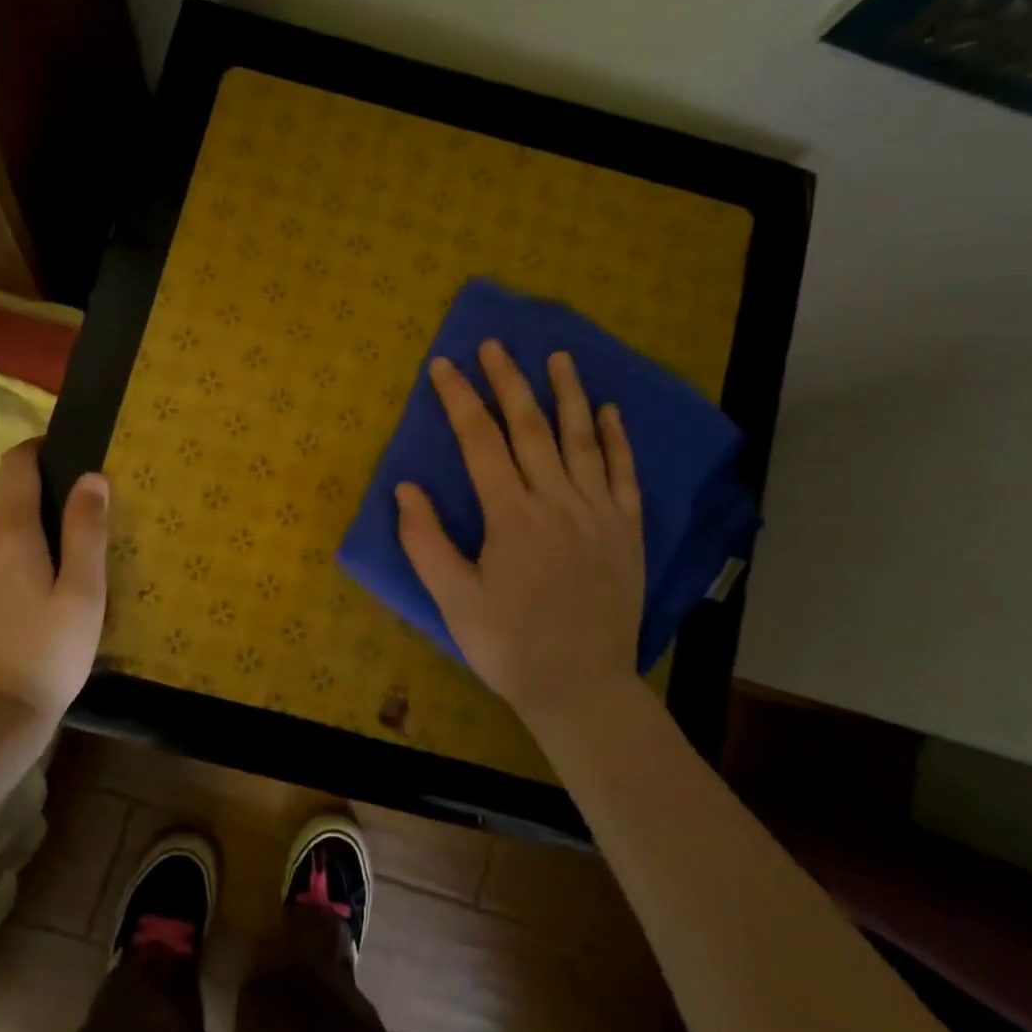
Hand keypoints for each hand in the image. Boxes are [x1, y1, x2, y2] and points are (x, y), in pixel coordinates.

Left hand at [0, 439, 108, 723]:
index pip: (15, 466)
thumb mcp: (84, 594)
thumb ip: (87, 530)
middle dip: (29, 521)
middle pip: (1, 510)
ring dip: (4, 553)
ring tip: (28, 599)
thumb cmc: (48, 655)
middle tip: (59, 562)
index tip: (54, 458)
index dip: (34, 452)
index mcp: (9, 533)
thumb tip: (90, 476)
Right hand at [395, 341, 646, 725]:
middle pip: (529, 427)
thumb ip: (426, 542)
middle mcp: (557, 502)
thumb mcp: (454, 601)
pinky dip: (616, 439)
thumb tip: (405, 488)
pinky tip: (610, 411)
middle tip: (494, 344)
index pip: (480, 442)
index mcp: (511, 516)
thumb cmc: (509, 645)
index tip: (443, 365)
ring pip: (581, 439)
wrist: (581, 687)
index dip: (459, 399)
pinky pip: (624, 473)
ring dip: (567, 394)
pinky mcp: (626, 529)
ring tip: (557, 356)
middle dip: (508, 381)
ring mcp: (597, 512)